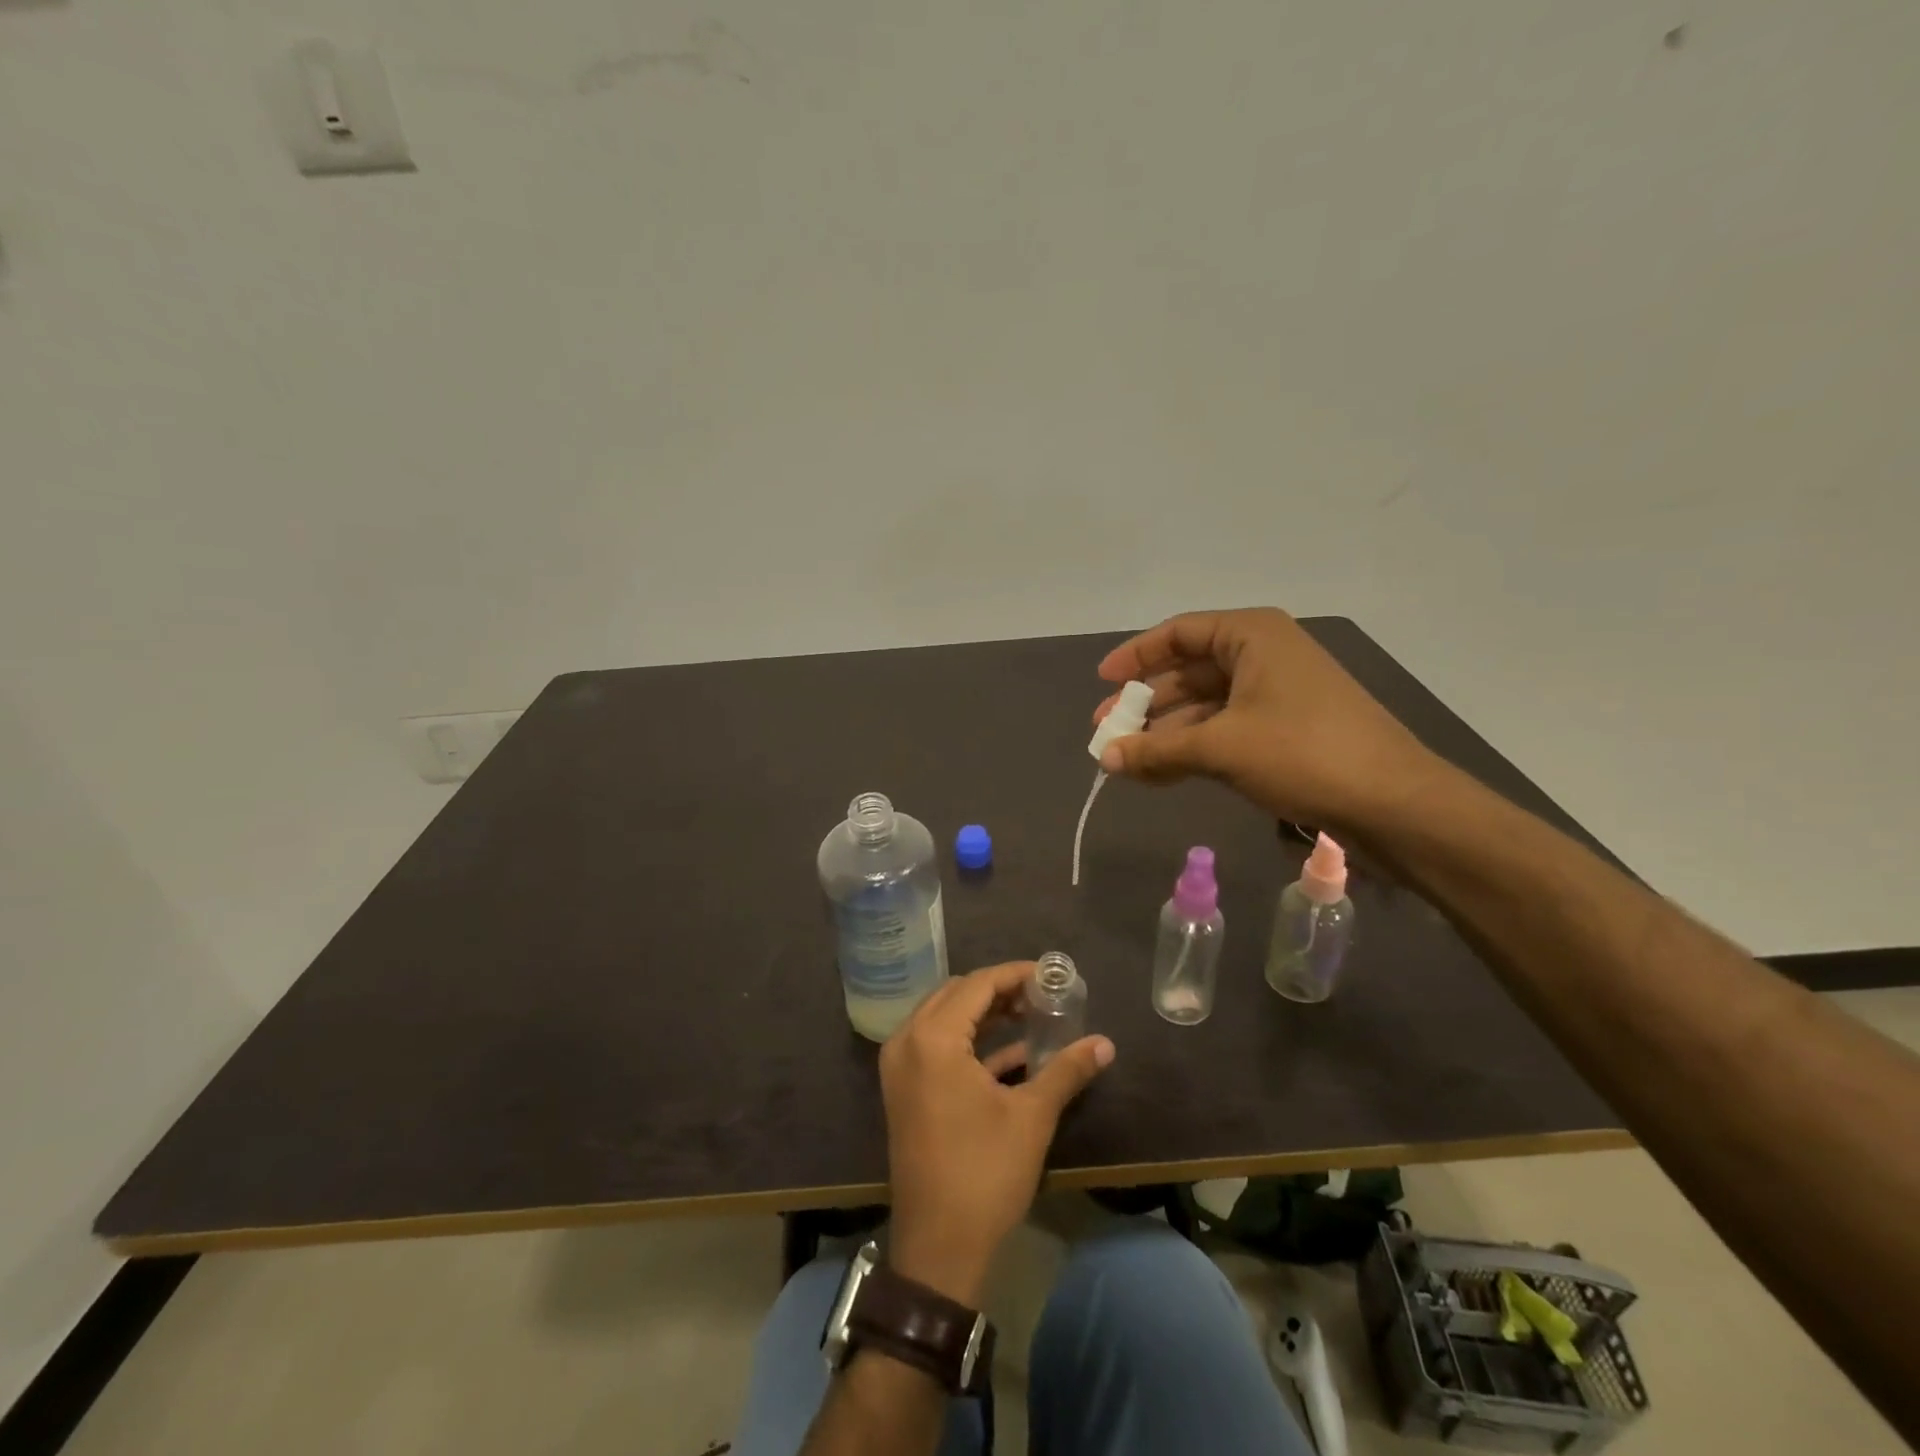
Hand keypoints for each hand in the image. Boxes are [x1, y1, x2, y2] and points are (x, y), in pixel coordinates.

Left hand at [880, 962, 1113, 1304]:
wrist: (938, 1247)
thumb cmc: (984, 1173)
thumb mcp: (1031, 1116)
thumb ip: (1066, 1070)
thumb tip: (1105, 1044)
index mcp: (933, 1038)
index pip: (978, 984)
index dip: (1016, 975)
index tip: (1051, 976)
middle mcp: (907, 1041)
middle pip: (957, 994)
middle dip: (1000, 991)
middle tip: (1041, 997)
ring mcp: (900, 1066)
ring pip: (945, 1018)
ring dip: (985, 1014)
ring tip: (1031, 1017)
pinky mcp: (904, 1089)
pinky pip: (937, 1046)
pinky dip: (971, 1042)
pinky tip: (1013, 1054)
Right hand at [1093, 607, 1445, 831]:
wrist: (1394, 804)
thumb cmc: (1303, 752)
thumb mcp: (1220, 748)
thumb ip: (1156, 750)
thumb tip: (1104, 758)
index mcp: (1253, 636)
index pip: (1179, 633)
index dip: (1136, 655)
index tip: (1103, 682)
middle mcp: (1264, 655)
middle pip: (1190, 670)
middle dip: (1146, 702)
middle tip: (1107, 731)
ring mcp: (1278, 694)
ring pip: (1206, 705)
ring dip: (1166, 732)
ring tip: (1126, 760)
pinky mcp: (1287, 731)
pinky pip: (1225, 730)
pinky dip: (1192, 748)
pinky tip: (1161, 773)